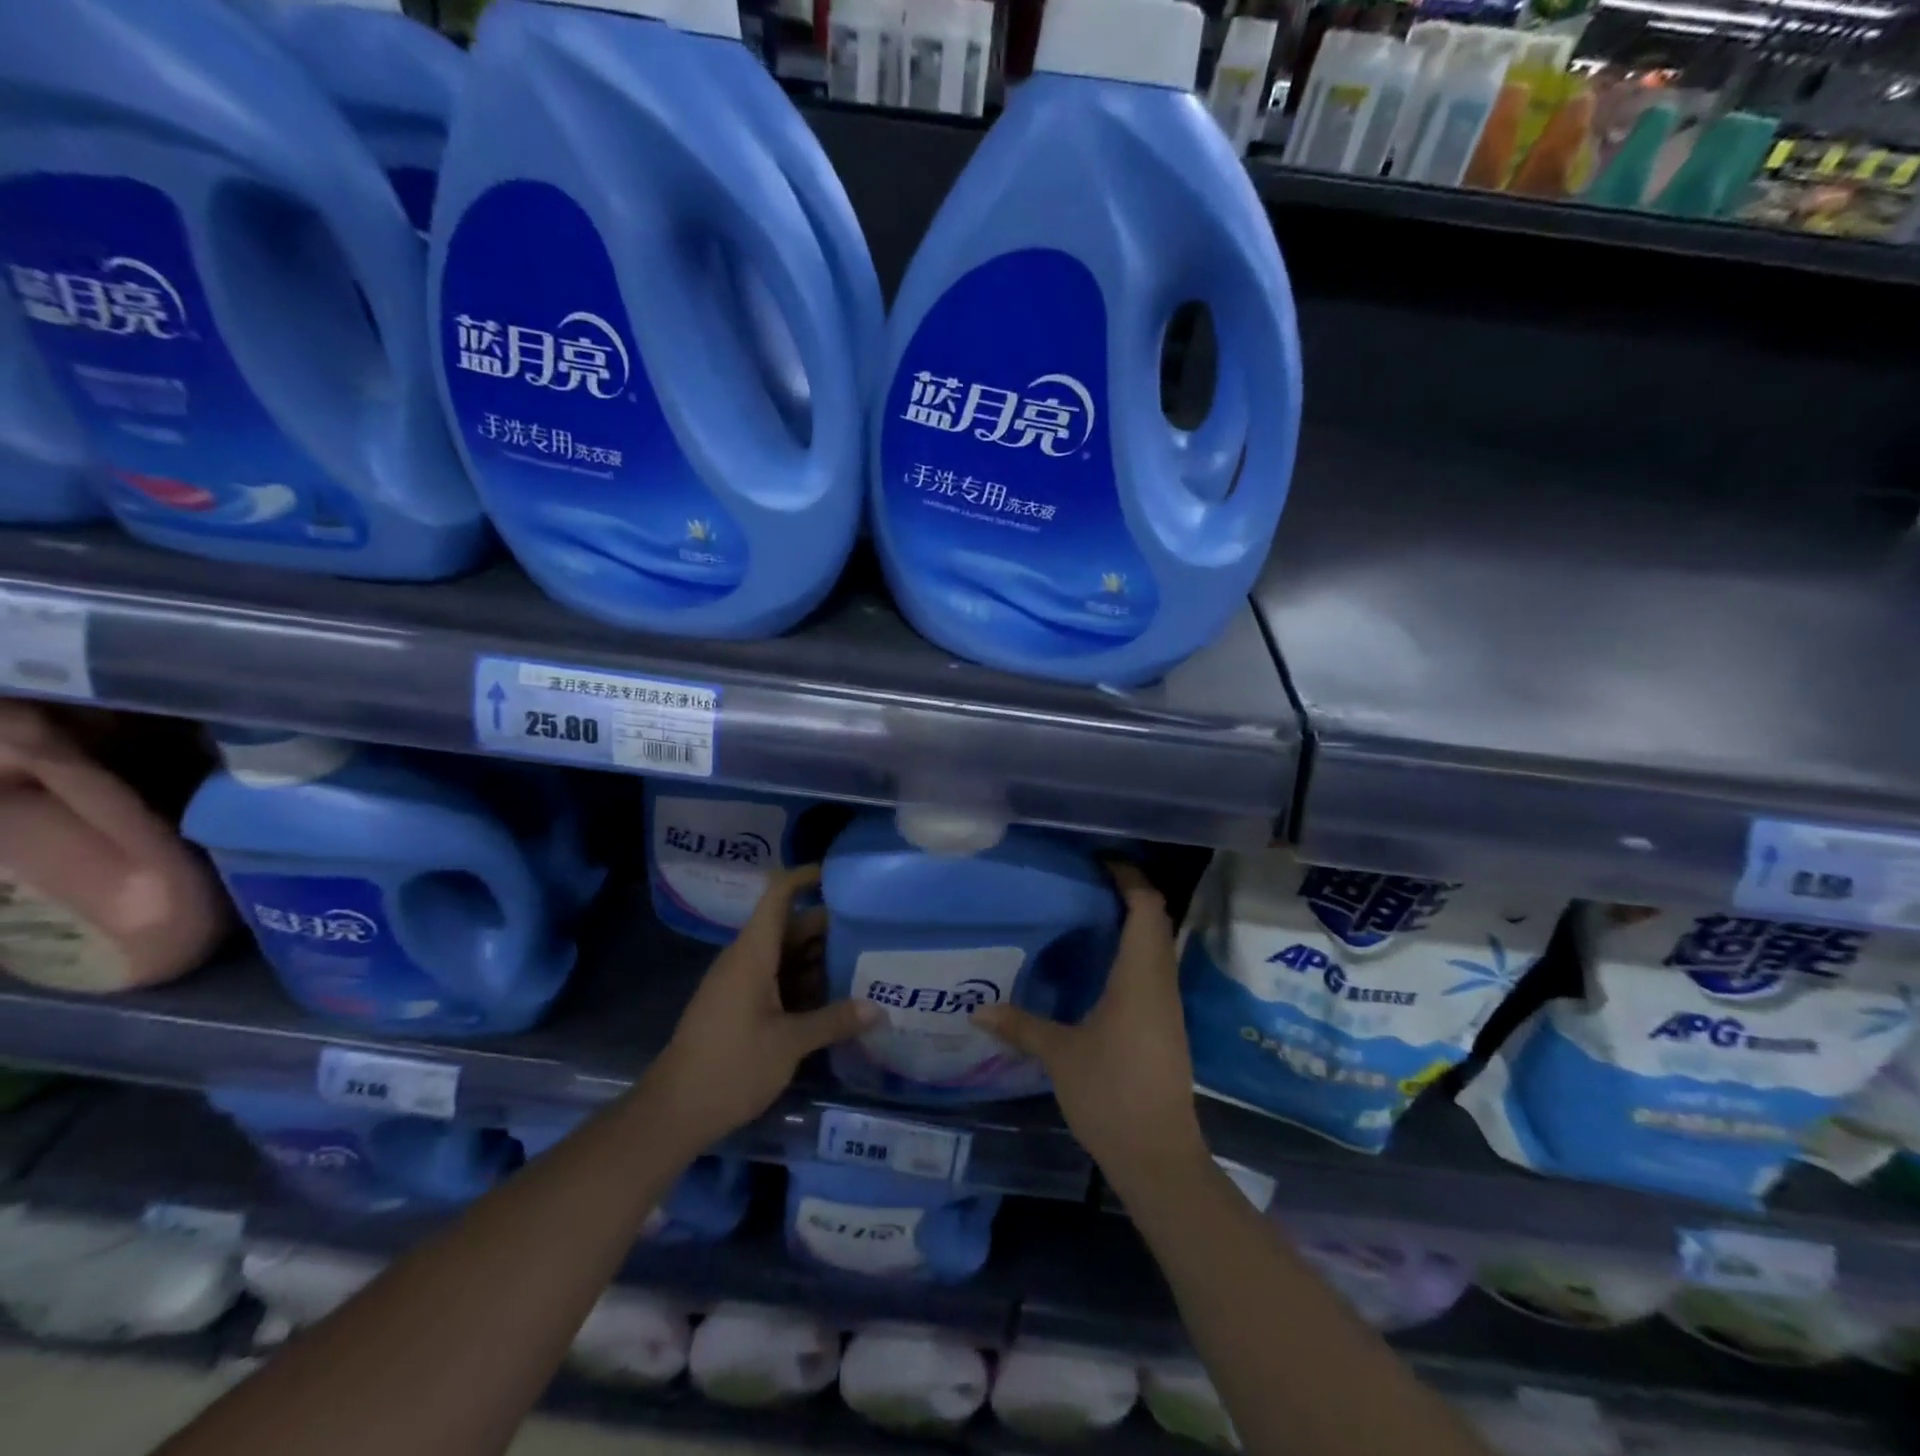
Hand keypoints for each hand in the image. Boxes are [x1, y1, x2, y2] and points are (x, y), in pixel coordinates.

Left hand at [641, 866, 876, 1154]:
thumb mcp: (789, 1044)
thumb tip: (879, 1009)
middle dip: (830, 928)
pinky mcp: (742, 1007)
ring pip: (787, 957)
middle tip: (874, 933)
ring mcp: (743, 983)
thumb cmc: (730, 1067)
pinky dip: (806, 985)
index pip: (779, 894)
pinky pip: (779, 981)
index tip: (843, 876)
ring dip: (821, 961)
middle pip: (791, 927)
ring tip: (866, 965)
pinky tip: (838, 1001)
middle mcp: (747, 959)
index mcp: (753, 953)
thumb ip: (834, 1021)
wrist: (673, 1113)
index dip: (807, 877)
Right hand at [971, 863, 1207, 1187]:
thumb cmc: (1111, 1094)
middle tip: (1084, 882)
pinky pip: (1152, 971)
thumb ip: (1020, 1025)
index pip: (1146, 907)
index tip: (1099, 860)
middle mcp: (1160, 982)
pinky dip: (1130, 953)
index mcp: (1140, 976)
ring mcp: (1167, 1005)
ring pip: (1156, 946)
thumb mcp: (1059, 1055)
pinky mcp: (1165, 1026)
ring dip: (1130, 923)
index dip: (1129, 877)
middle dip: (1127, 893)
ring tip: (1085, 914)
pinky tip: (1097, 966)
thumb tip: (976, 1009)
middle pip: (1155, 920)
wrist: (1159, 1156)